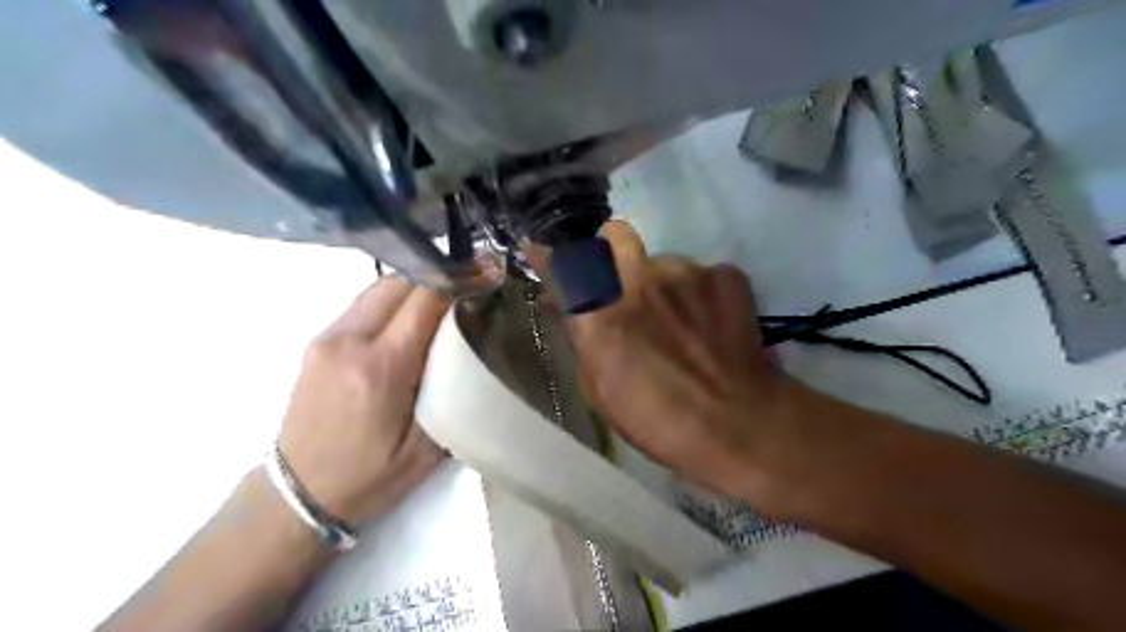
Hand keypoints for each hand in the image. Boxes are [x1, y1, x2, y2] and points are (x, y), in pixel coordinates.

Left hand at [276, 280, 448, 524]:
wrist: (298, 495)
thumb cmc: (369, 477)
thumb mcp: (426, 448)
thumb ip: (450, 393)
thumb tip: (471, 348)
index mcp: (381, 368)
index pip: (424, 300)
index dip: (457, 284)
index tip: (482, 282)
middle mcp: (349, 342)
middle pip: (398, 283)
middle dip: (435, 281)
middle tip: (462, 296)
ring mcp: (327, 340)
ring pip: (377, 290)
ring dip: (411, 292)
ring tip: (437, 310)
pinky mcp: (316, 345)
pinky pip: (361, 307)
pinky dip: (389, 305)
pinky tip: (404, 328)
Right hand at [564, 224, 834, 516]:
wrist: (738, 426)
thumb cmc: (658, 421)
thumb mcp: (600, 390)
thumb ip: (582, 340)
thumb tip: (566, 308)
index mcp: (601, 315)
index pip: (564, 268)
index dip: (548, 256)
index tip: (539, 248)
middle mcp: (638, 281)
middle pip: (615, 234)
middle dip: (611, 249)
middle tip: (622, 277)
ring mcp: (685, 273)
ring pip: (664, 259)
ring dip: (663, 282)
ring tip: (681, 319)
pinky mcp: (725, 276)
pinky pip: (703, 274)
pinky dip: (701, 294)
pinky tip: (711, 324)